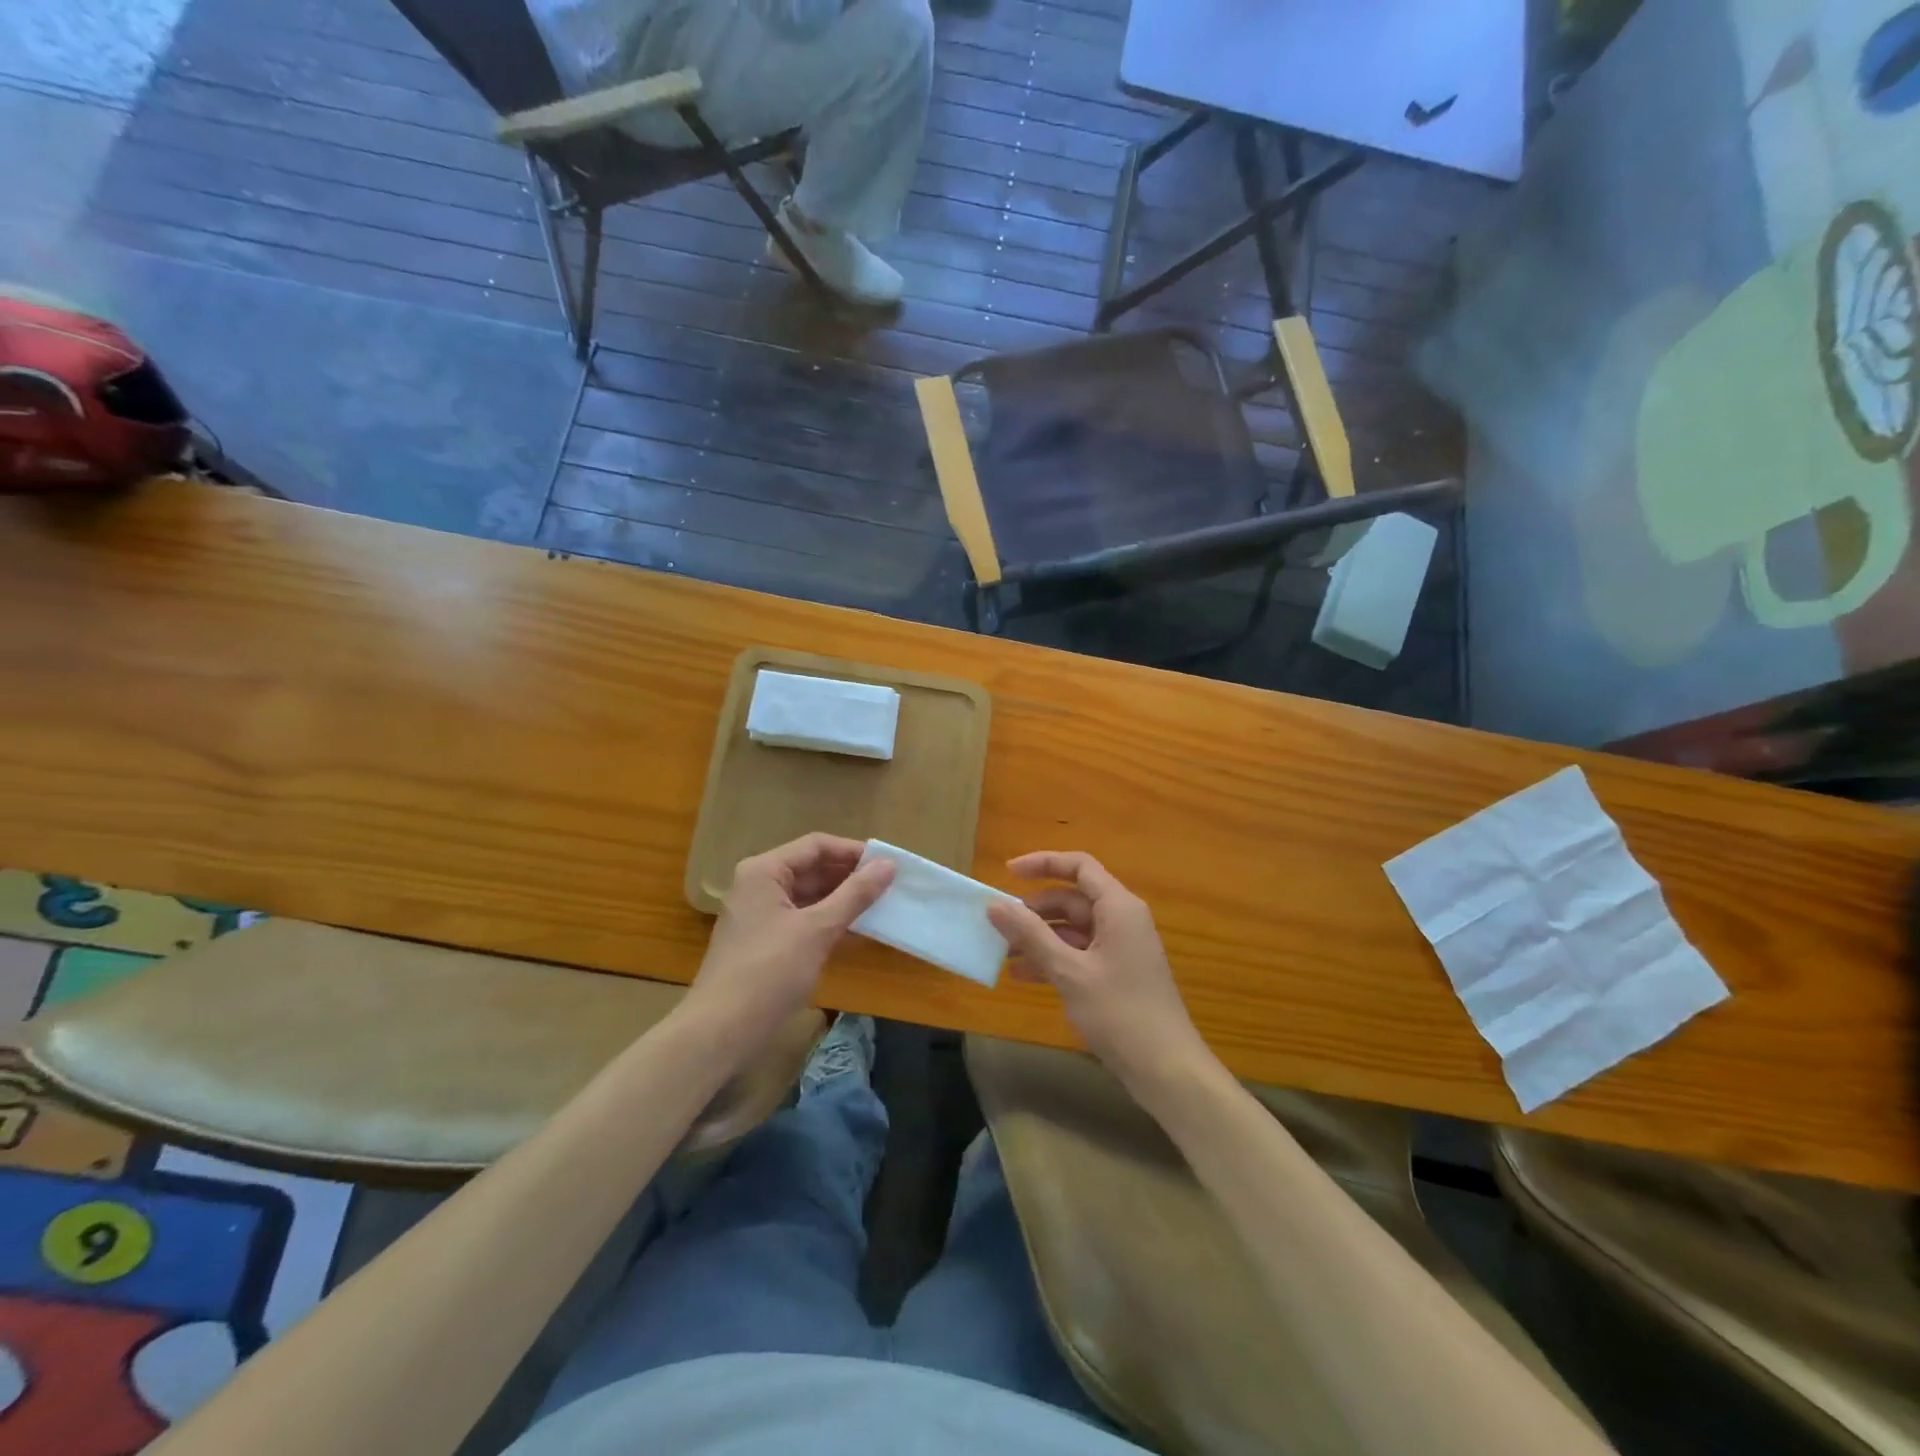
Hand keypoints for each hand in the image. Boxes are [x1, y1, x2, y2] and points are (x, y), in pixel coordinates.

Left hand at [684, 833, 894, 1057]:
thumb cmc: (768, 972)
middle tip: (891, 886)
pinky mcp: (766, 943)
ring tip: (883, 907)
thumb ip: (855, 895)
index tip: (889, 864)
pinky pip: (804, 921)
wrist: (720, 1033)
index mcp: (764, 871)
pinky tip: (860, 932)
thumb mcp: (817, 930)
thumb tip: (889, 864)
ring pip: (810, 897)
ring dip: (844, 901)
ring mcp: (761, 916)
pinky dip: (830, 923)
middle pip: (812, 869)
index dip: (853, 852)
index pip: (816, 846)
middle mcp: (760, 886)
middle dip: (851, 877)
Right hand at [987, 851, 1216, 1099]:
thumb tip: (995, 905)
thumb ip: (1031, 935)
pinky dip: (1052, 959)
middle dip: (1034, 909)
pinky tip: (1023, 975)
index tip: (1008, 873)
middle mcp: (1121, 920)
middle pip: (1072, 899)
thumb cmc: (1119, 1012)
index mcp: (1118, 907)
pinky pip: (1079, 953)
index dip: (1043, 864)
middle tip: (998, 924)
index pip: (1079, 867)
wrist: (1166, 1069)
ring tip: (1002, 952)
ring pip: (1072, 929)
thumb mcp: (1069, 971)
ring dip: (1039, 937)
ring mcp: (1120, 948)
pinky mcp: (1116, 974)